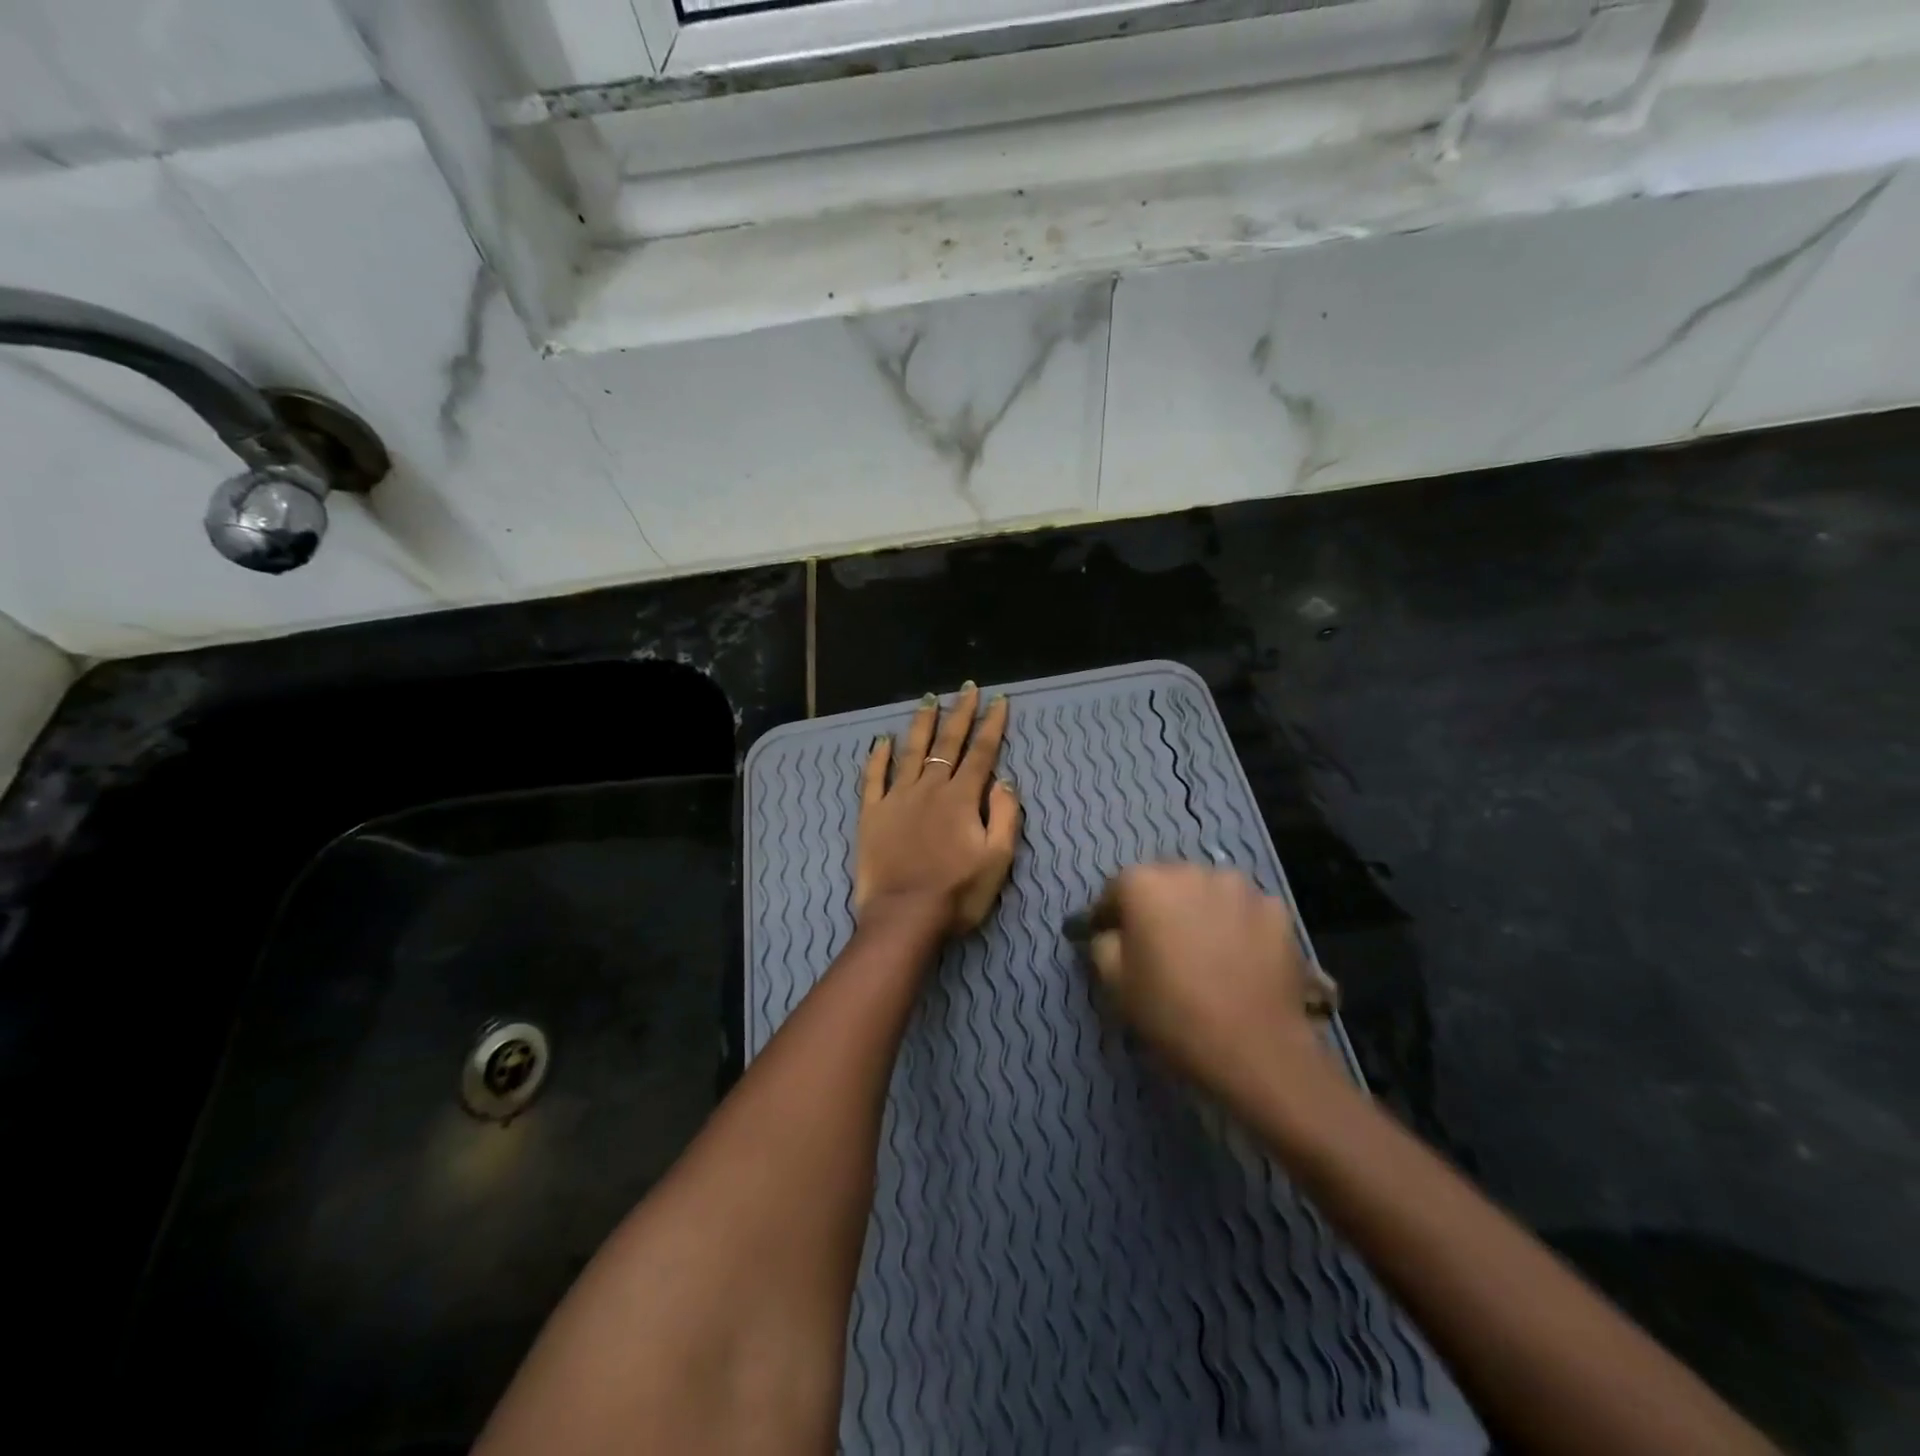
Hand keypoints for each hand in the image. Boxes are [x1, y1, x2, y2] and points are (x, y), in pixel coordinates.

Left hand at [855, 683, 1021, 936]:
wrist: (904, 917)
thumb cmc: (957, 893)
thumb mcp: (997, 860)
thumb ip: (1005, 816)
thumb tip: (1005, 780)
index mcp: (962, 798)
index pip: (981, 753)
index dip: (992, 726)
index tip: (998, 701)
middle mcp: (930, 788)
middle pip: (947, 743)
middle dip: (960, 714)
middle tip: (967, 689)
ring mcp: (897, 798)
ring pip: (911, 751)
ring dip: (922, 724)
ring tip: (928, 699)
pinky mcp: (872, 814)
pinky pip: (873, 778)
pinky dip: (877, 757)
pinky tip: (881, 740)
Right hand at [1085, 864, 1337, 1101]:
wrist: (1256, 1049)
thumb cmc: (1172, 1013)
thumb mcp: (1114, 983)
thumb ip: (1103, 944)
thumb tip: (1111, 933)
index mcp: (1144, 884)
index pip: (1116, 890)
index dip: (1109, 916)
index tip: (1108, 938)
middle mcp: (1190, 871)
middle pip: (1164, 882)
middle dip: (1156, 906)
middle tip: (1158, 944)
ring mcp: (1239, 887)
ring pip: (1207, 891)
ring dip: (1198, 910)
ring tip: (1202, 948)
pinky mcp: (1277, 909)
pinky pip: (1244, 910)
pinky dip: (1237, 924)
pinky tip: (1238, 956)